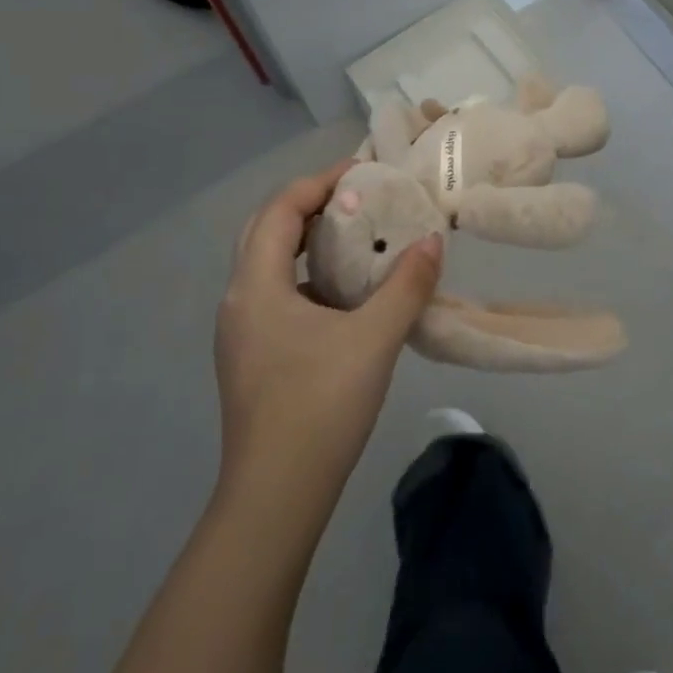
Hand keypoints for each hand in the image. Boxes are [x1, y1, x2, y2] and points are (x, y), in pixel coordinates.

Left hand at [214, 161, 442, 511]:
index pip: (280, 208)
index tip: (363, 172)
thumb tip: (433, 240)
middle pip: (267, 229)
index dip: (320, 182)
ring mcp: (241, 332)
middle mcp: (239, 300)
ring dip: (308, 241)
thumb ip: (407, 285)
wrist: (274, 500)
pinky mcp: (252, 357)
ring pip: (269, 264)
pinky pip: (276, 294)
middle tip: (357, 199)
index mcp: (256, 286)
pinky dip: (308, 277)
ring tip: (356, 238)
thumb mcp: (374, 339)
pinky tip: (346, 295)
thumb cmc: (319, 407)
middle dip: (311, 205)